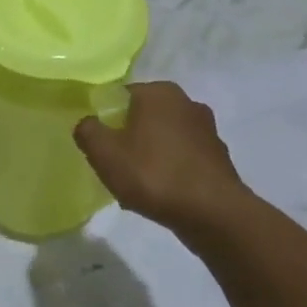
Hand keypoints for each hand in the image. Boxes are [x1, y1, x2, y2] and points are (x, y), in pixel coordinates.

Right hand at [73, 81, 252, 242]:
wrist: (214, 213)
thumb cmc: (154, 174)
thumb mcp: (104, 153)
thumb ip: (87, 131)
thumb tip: (87, 123)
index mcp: (159, 92)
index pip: (121, 97)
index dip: (106, 120)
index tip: (101, 146)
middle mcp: (186, 102)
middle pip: (143, 118)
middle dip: (128, 139)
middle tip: (116, 166)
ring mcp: (207, 130)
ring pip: (163, 139)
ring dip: (149, 157)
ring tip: (138, 186)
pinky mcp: (218, 157)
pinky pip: (183, 159)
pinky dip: (171, 172)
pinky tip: (162, 196)